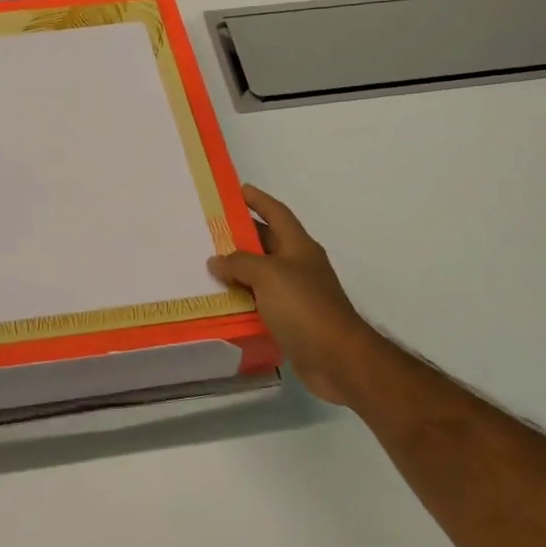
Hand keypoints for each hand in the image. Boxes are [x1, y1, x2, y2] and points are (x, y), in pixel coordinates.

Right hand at [207, 186, 384, 406]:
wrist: (336, 357)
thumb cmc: (304, 306)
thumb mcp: (268, 275)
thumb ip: (239, 263)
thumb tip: (216, 260)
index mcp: (299, 246)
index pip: (277, 213)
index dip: (258, 200)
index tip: (238, 190)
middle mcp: (299, 265)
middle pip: (268, 242)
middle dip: (242, 235)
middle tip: (212, 231)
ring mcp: (297, 294)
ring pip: (262, 274)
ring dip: (239, 270)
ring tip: (209, 266)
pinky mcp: (292, 320)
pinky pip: (262, 302)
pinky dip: (244, 299)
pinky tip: (223, 301)